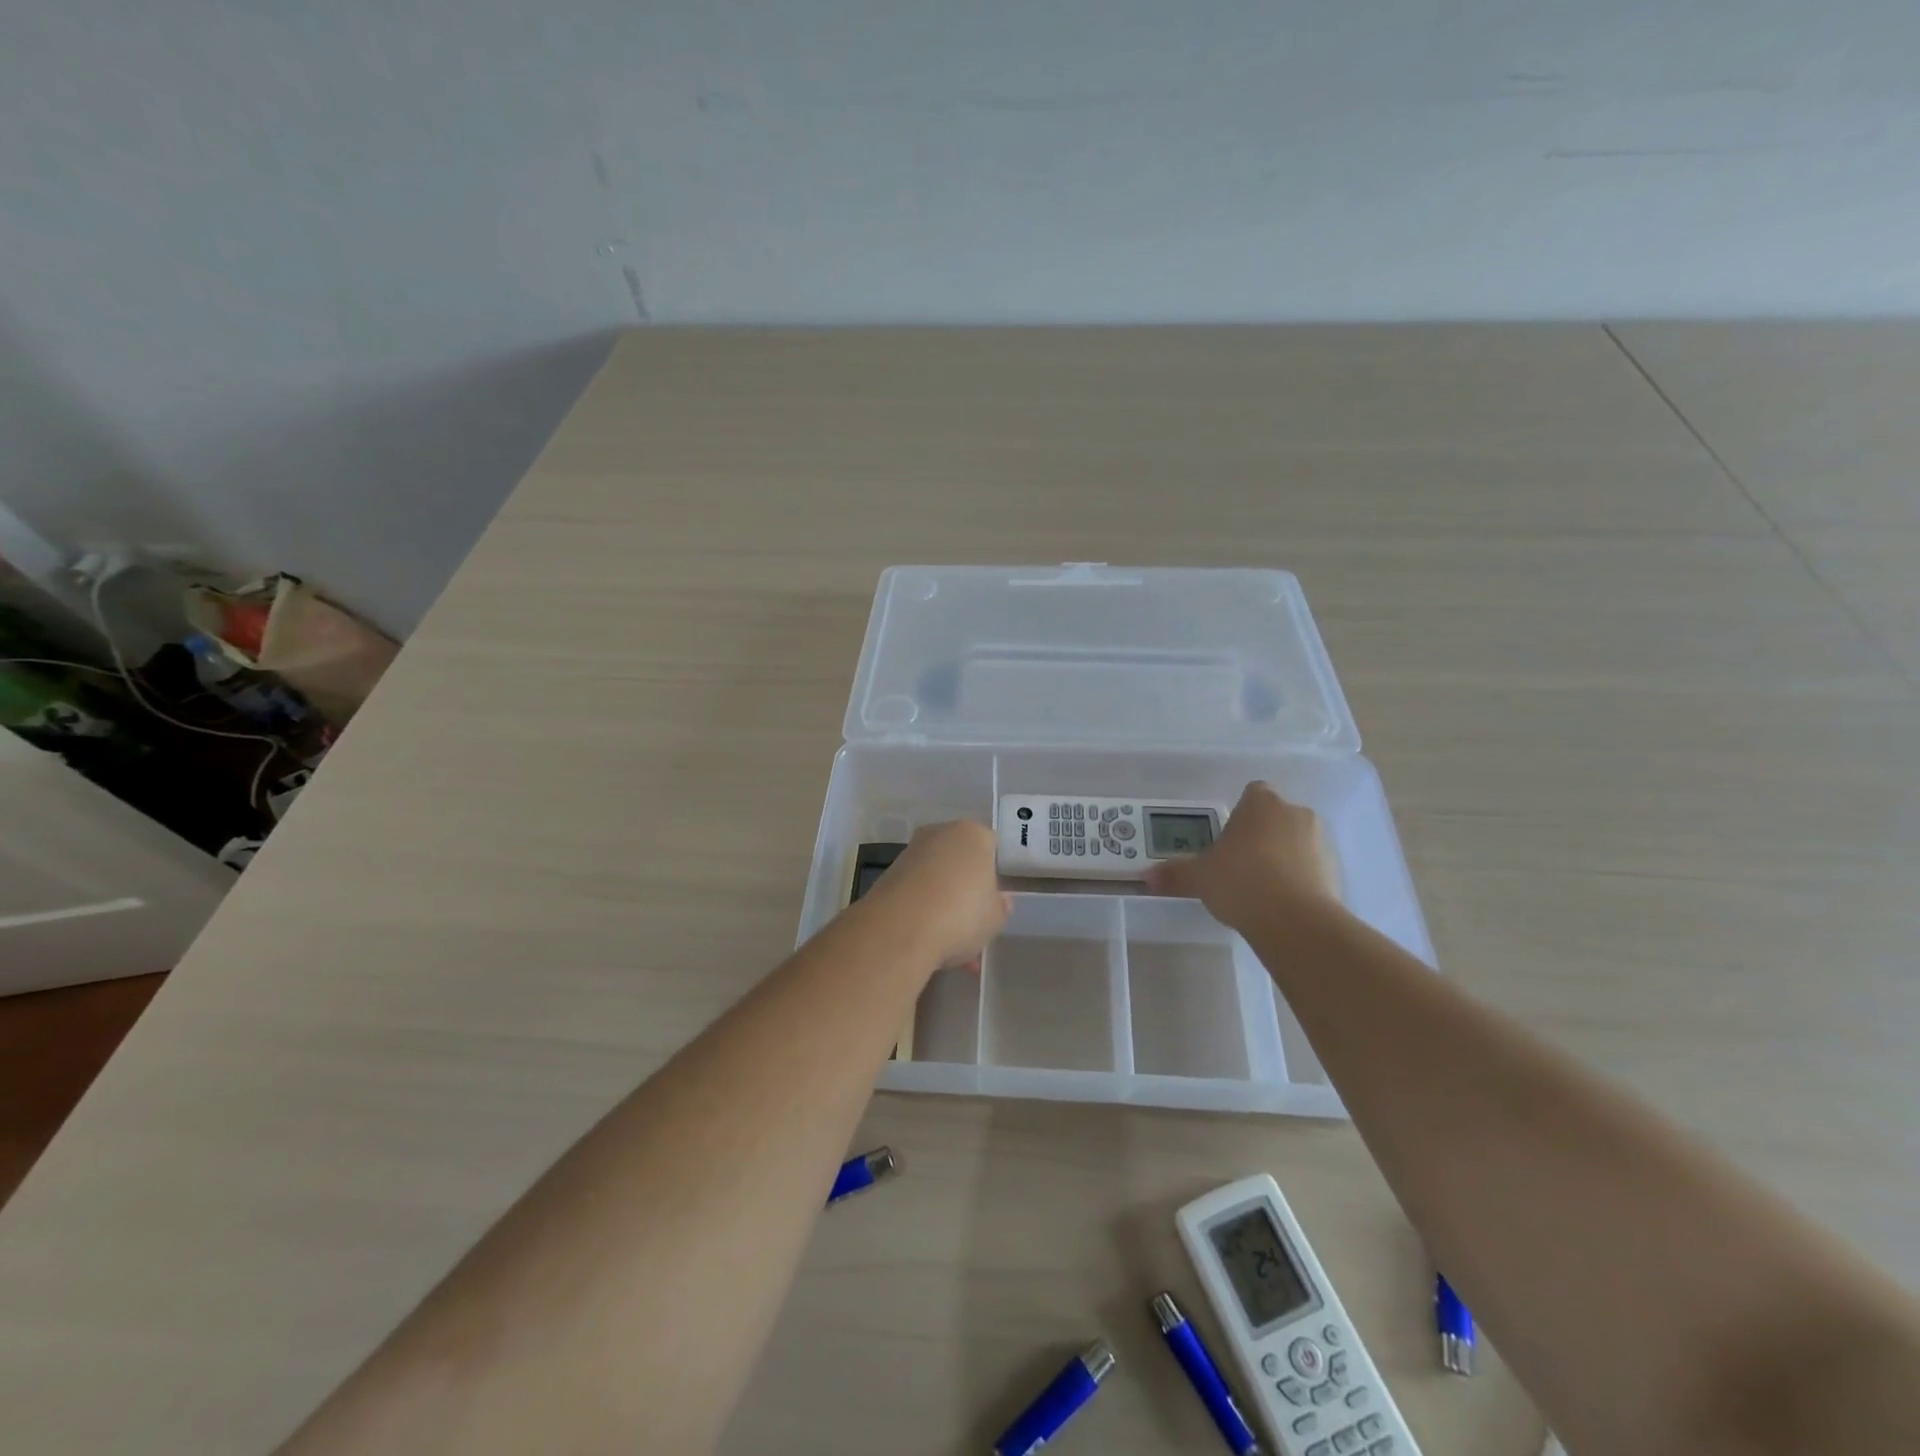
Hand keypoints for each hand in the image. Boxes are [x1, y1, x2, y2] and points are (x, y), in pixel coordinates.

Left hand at [866, 820, 1010, 968]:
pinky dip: (923, 913)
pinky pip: (915, 894)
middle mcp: (939, 834)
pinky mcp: (887, 876)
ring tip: (953, 948)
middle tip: (974, 922)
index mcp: (972, 834)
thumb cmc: (962, 914)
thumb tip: (999, 900)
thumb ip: (1000, 906)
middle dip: (966, 889)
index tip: (994, 898)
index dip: (994, 873)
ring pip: (936, 879)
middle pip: (959, 860)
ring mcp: (910, 853)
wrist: (900, 929)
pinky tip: (931, 946)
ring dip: (944, 906)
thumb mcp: (996, 918)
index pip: (990, 845)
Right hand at [1145, 782, 1339, 931]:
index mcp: (1262, 803)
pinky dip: (1300, 879)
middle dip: (1261, 835)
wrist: (1295, 921)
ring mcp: (1321, 841)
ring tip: (1261, 889)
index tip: (1228, 838)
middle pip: (1275, 817)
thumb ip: (1175, 874)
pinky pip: (1312, 868)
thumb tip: (1146, 877)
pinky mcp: (1337, 871)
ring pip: (1296, 842)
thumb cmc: (1241, 882)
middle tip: (1239, 864)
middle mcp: (1295, 813)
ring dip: (1283, 857)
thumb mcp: (1199, 877)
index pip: (1252, 793)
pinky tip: (1281, 903)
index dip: (1240, 813)